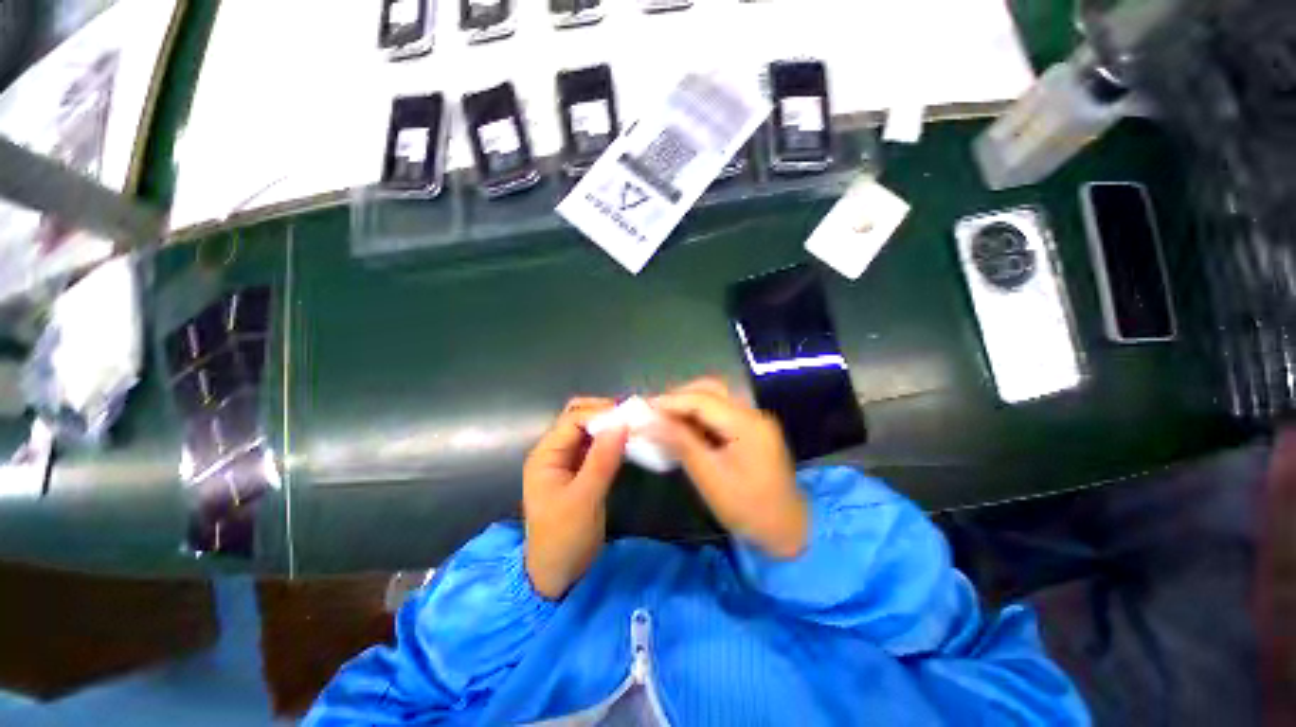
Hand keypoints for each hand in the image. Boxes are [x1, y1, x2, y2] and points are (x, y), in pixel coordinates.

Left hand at [523, 398, 627, 599]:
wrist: (558, 575)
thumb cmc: (564, 538)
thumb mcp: (584, 499)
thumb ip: (602, 460)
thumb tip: (622, 423)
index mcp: (546, 454)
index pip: (573, 419)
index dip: (601, 413)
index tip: (630, 415)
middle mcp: (555, 452)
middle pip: (579, 419)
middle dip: (604, 413)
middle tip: (632, 417)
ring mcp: (568, 461)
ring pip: (589, 431)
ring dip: (610, 426)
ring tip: (635, 426)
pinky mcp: (581, 471)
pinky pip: (597, 447)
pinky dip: (612, 441)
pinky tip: (629, 442)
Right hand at [652, 379, 808, 558]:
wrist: (789, 531)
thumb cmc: (748, 509)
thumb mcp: (709, 478)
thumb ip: (680, 443)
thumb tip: (648, 421)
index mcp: (747, 424)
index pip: (702, 400)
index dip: (670, 401)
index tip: (643, 408)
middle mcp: (753, 413)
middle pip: (711, 389)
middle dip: (679, 396)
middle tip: (653, 411)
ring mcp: (754, 420)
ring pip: (716, 397)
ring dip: (688, 403)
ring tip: (663, 416)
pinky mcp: (752, 429)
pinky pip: (721, 412)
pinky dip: (699, 414)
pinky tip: (684, 426)